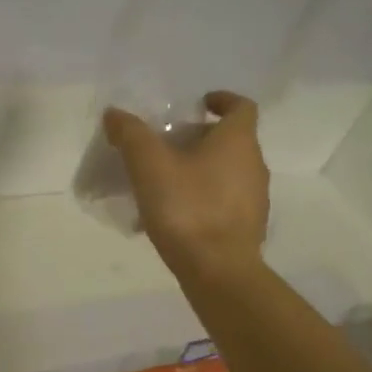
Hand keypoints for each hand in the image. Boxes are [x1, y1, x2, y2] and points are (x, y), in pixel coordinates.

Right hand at [103, 91, 269, 282]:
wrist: (218, 271)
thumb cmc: (188, 209)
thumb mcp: (149, 166)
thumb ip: (131, 135)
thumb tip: (115, 113)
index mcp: (238, 141)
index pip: (241, 106)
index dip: (221, 100)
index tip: (198, 105)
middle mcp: (254, 164)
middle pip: (232, 140)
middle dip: (201, 138)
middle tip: (168, 145)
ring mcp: (255, 199)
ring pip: (229, 172)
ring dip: (202, 169)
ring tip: (167, 181)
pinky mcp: (248, 227)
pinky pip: (226, 201)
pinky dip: (205, 197)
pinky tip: (177, 214)